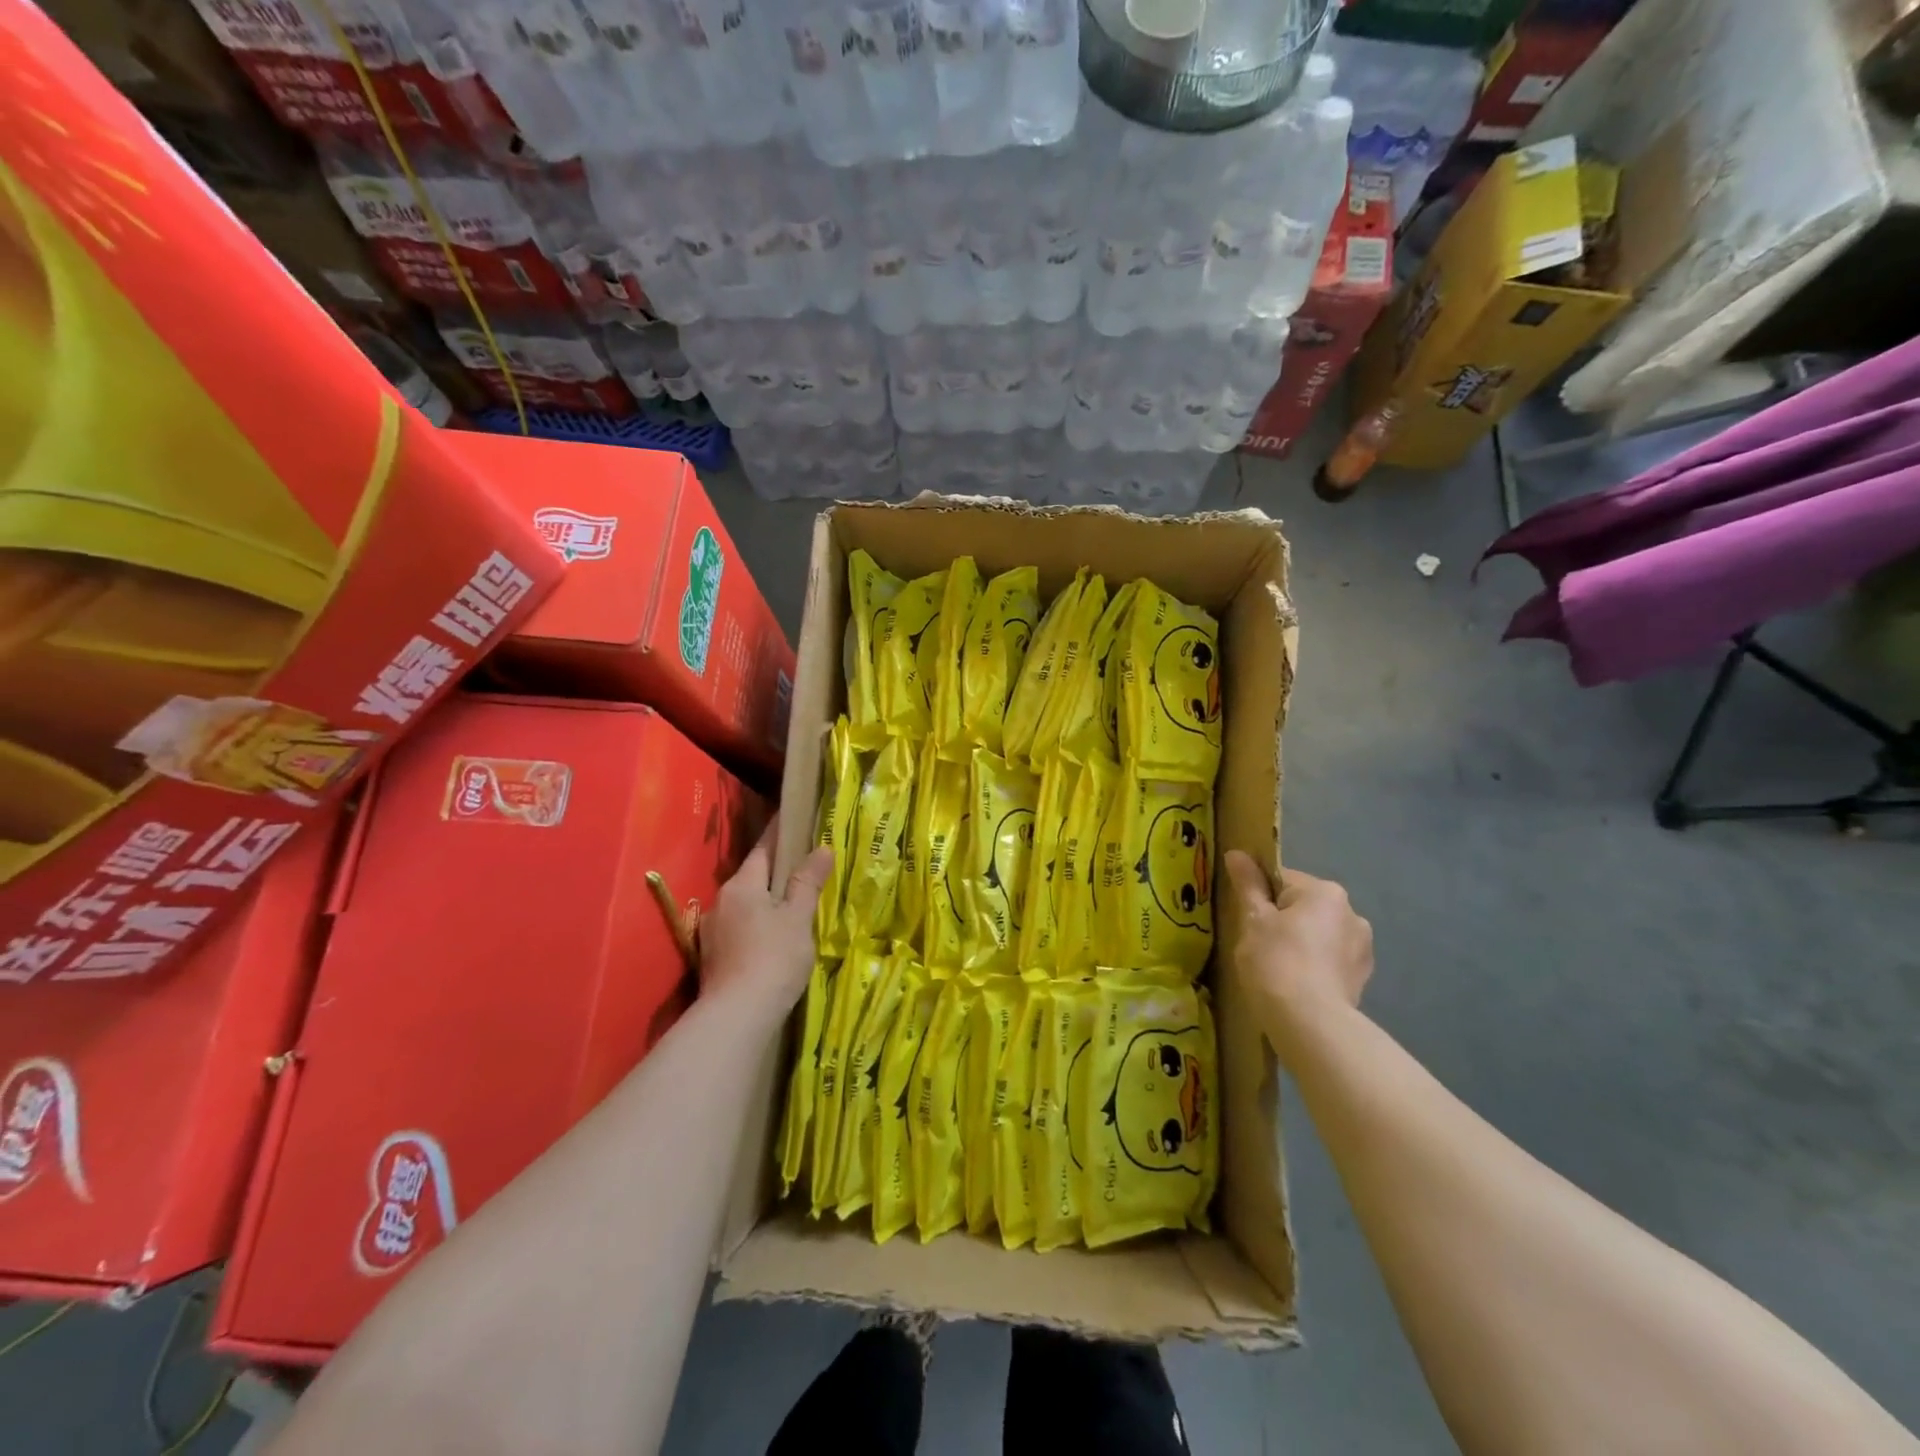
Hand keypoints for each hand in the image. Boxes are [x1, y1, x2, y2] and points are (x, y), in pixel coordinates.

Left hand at [697, 814, 832, 1021]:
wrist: (737, 1016)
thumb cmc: (773, 958)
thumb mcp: (798, 917)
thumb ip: (808, 882)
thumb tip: (822, 848)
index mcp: (742, 885)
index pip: (763, 849)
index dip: (779, 834)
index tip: (792, 819)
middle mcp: (721, 902)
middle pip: (752, 878)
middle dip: (775, 873)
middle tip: (803, 870)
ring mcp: (713, 932)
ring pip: (745, 906)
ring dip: (765, 903)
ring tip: (791, 909)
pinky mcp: (712, 958)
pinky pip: (739, 930)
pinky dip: (757, 927)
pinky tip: (772, 941)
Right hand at [1223, 853, 1372, 1041]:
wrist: (1310, 1024)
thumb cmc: (1276, 961)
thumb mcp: (1253, 919)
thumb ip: (1247, 884)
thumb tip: (1236, 853)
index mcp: (1325, 892)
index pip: (1282, 880)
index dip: (1259, 898)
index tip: (1247, 921)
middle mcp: (1351, 913)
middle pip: (1303, 907)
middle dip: (1283, 921)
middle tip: (1258, 946)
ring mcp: (1362, 948)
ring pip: (1319, 935)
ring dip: (1302, 944)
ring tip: (1278, 971)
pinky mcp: (1362, 978)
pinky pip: (1330, 961)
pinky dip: (1314, 967)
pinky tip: (1297, 985)